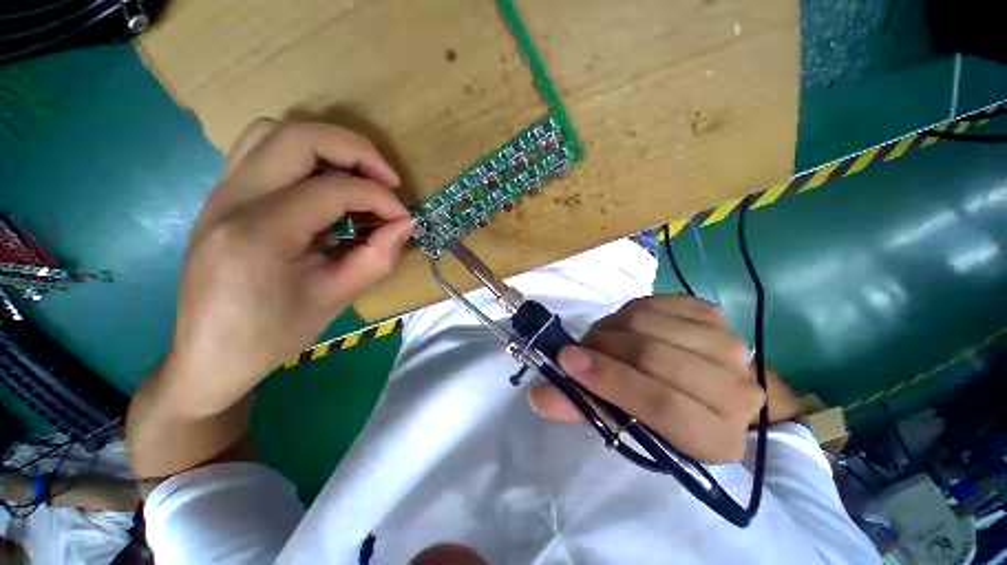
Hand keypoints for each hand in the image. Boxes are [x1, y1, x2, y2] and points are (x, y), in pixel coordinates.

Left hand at [166, 119, 414, 415]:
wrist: (211, 355)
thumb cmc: (273, 335)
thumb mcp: (336, 299)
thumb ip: (378, 257)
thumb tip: (406, 224)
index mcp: (259, 234)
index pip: (332, 190)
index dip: (379, 198)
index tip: (403, 218)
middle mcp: (231, 199)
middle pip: (298, 136)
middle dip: (356, 150)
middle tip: (387, 180)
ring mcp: (219, 193)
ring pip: (274, 131)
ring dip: (327, 146)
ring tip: (359, 178)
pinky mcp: (221, 196)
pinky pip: (262, 150)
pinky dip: (303, 156)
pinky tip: (325, 187)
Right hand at [530, 295, 772, 463]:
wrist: (706, 388)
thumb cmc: (661, 416)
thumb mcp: (624, 424)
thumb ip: (582, 409)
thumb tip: (538, 395)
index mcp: (715, 437)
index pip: (661, 405)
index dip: (609, 380)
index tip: (567, 360)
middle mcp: (735, 391)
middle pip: (653, 356)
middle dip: (602, 347)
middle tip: (579, 350)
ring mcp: (726, 344)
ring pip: (649, 323)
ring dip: (611, 328)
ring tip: (602, 340)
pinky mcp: (712, 314)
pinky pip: (654, 302)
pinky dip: (628, 312)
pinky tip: (626, 327)